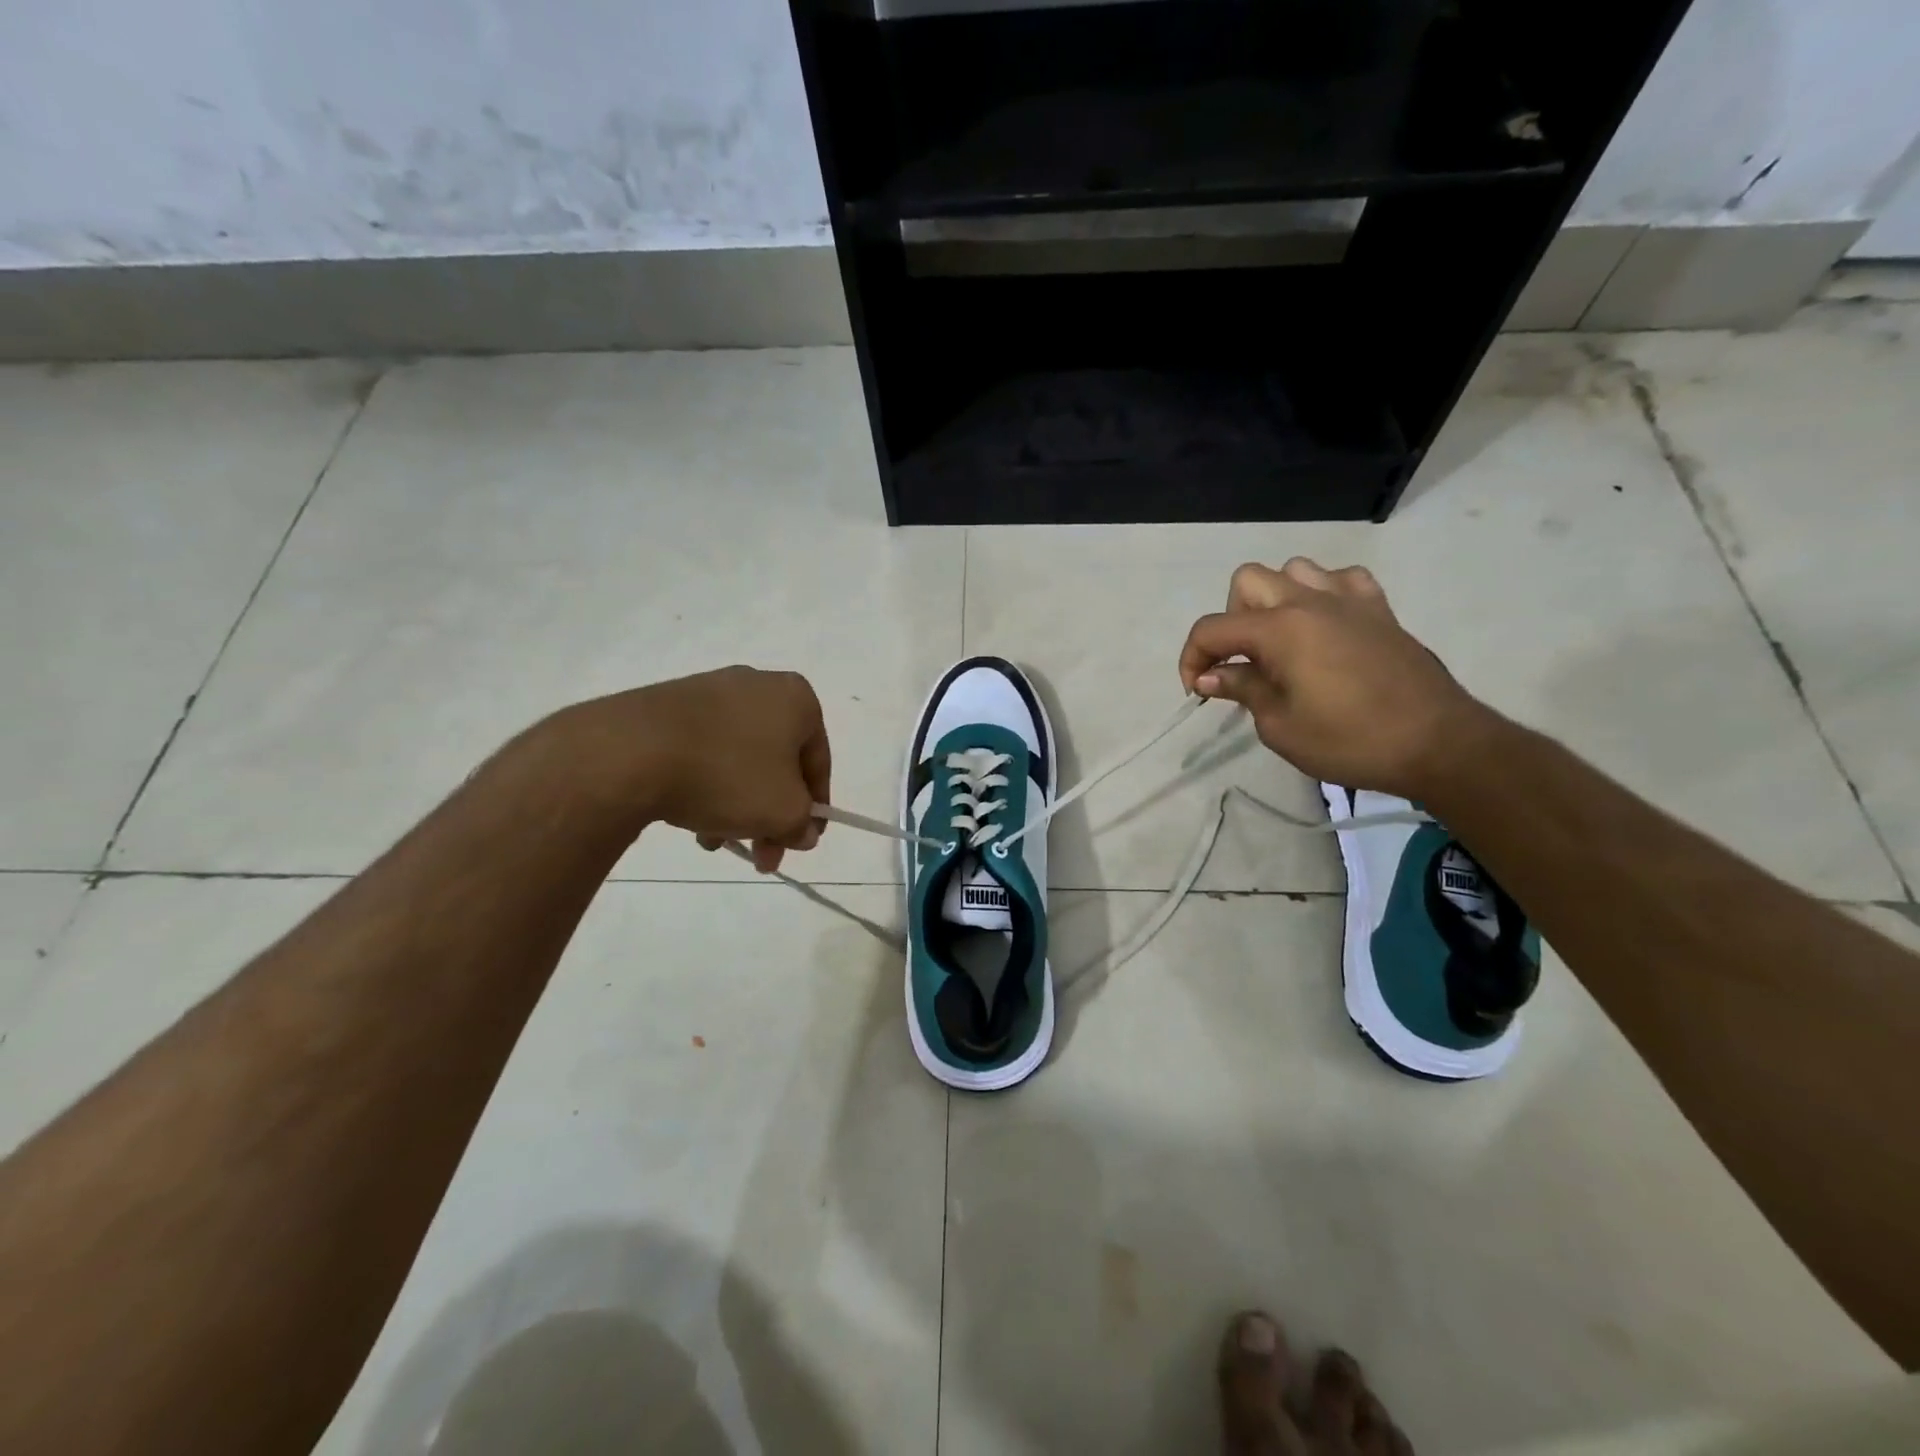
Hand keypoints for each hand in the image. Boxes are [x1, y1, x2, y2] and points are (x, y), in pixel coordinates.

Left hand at [562, 666, 830, 872]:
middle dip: (770, 815)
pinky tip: (689, 819)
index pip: (818, 762)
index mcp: (796, 698)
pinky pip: (703, 751)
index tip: (800, 843)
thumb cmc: (727, 775)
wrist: (629, 752)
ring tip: (713, 843)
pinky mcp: (668, 705)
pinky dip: (705, 785)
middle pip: (777, 763)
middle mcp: (757, 684)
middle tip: (761, 857)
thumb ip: (803, 824)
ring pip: (738, 761)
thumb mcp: (783, 812)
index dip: (814, 809)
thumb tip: (803, 831)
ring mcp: (709, 691)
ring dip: (737, 806)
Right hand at [1178, 559, 1489, 797]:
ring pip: (1294, 570)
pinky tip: (1325, 626)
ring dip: (1275, 600)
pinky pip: (1342, 580)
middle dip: (1231, 619)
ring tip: (1281, 641)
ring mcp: (1348, 600)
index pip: (1212, 629)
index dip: (1192, 659)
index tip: (1198, 691)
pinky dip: (1324, 595)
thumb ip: (1243, 690)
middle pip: (1247, 581)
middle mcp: (1309, 602)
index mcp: (1280, 630)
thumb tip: (1211, 676)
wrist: (1436, 743)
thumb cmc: (1349, 741)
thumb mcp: (1280, 726)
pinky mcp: (1380, 610)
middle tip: (1242, 663)